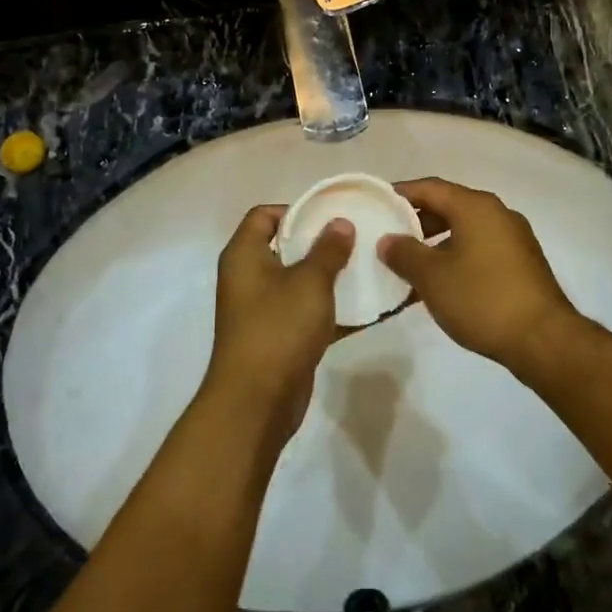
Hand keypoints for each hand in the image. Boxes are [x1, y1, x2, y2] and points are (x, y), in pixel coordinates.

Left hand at [204, 206, 355, 445]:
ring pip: (298, 281)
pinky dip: (331, 309)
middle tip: (357, 238)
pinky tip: (367, 307)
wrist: (256, 402)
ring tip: (367, 267)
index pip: (263, 215)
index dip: (296, 209)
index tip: (331, 214)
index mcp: (244, 255)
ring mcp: (262, 310)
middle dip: (320, 242)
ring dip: (329, 276)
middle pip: (284, 246)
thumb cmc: (278, 328)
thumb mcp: (310, 282)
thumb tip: (340, 222)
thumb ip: (328, 249)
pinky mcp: (278, 337)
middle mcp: (248, 278)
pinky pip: (307, 313)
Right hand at [377, 179, 581, 370]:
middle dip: (417, 220)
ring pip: (465, 230)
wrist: (543, 339)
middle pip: (449, 206)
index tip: (376, 204)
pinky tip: (441, 283)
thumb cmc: (482, 298)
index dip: (400, 193)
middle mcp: (498, 214)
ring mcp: (514, 238)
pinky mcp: (522, 263)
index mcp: (476, 207)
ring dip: (436, 242)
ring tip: (410, 263)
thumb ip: (404, 253)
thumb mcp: (432, 277)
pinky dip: (456, 256)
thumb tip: (387, 240)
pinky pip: (480, 248)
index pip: (430, 188)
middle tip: (389, 236)